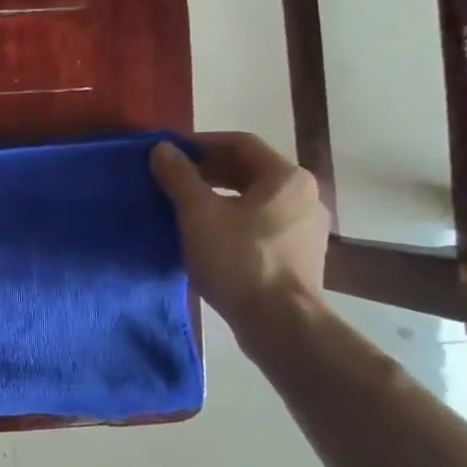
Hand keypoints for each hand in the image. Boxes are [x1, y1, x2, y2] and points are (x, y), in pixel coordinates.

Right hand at [148, 133, 330, 339]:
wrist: (280, 323)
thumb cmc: (239, 260)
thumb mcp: (199, 215)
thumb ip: (179, 177)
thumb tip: (162, 148)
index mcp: (286, 177)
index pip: (240, 143)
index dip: (201, 143)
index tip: (169, 153)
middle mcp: (303, 196)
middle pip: (249, 170)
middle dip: (208, 170)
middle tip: (171, 179)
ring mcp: (305, 227)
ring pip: (255, 199)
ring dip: (218, 196)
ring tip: (184, 206)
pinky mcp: (299, 255)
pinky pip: (261, 224)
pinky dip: (233, 219)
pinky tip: (207, 236)